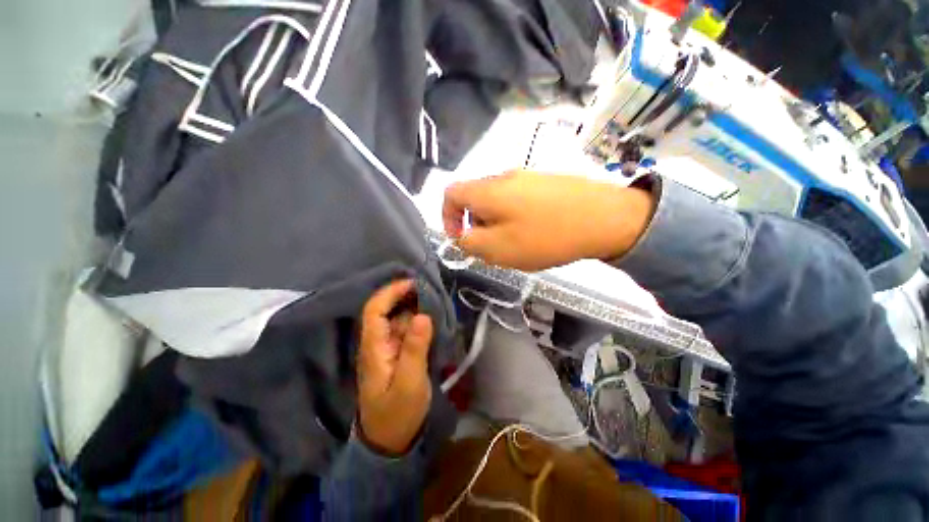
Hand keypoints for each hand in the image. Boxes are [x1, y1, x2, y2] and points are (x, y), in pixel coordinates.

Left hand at [357, 280, 433, 455]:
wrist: (391, 442)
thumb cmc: (397, 414)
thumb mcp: (409, 382)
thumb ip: (415, 348)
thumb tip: (423, 315)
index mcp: (374, 348)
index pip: (375, 310)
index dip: (391, 292)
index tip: (414, 283)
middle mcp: (378, 343)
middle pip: (388, 311)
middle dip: (407, 297)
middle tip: (431, 290)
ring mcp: (388, 349)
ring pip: (399, 320)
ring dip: (415, 308)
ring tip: (436, 300)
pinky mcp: (398, 355)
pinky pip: (407, 331)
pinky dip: (419, 322)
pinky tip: (433, 319)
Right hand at [442, 170, 654, 270]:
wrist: (606, 218)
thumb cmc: (545, 236)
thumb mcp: (498, 249)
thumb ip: (470, 243)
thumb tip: (461, 236)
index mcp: (487, 190)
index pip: (450, 193)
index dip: (447, 217)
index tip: (460, 239)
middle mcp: (504, 177)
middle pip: (475, 199)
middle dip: (476, 225)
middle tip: (493, 247)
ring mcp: (527, 177)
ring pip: (497, 202)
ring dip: (497, 223)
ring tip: (516, 243)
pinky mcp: (545, 182)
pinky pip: (518, 200)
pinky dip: (515, 218)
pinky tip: (535, 233)